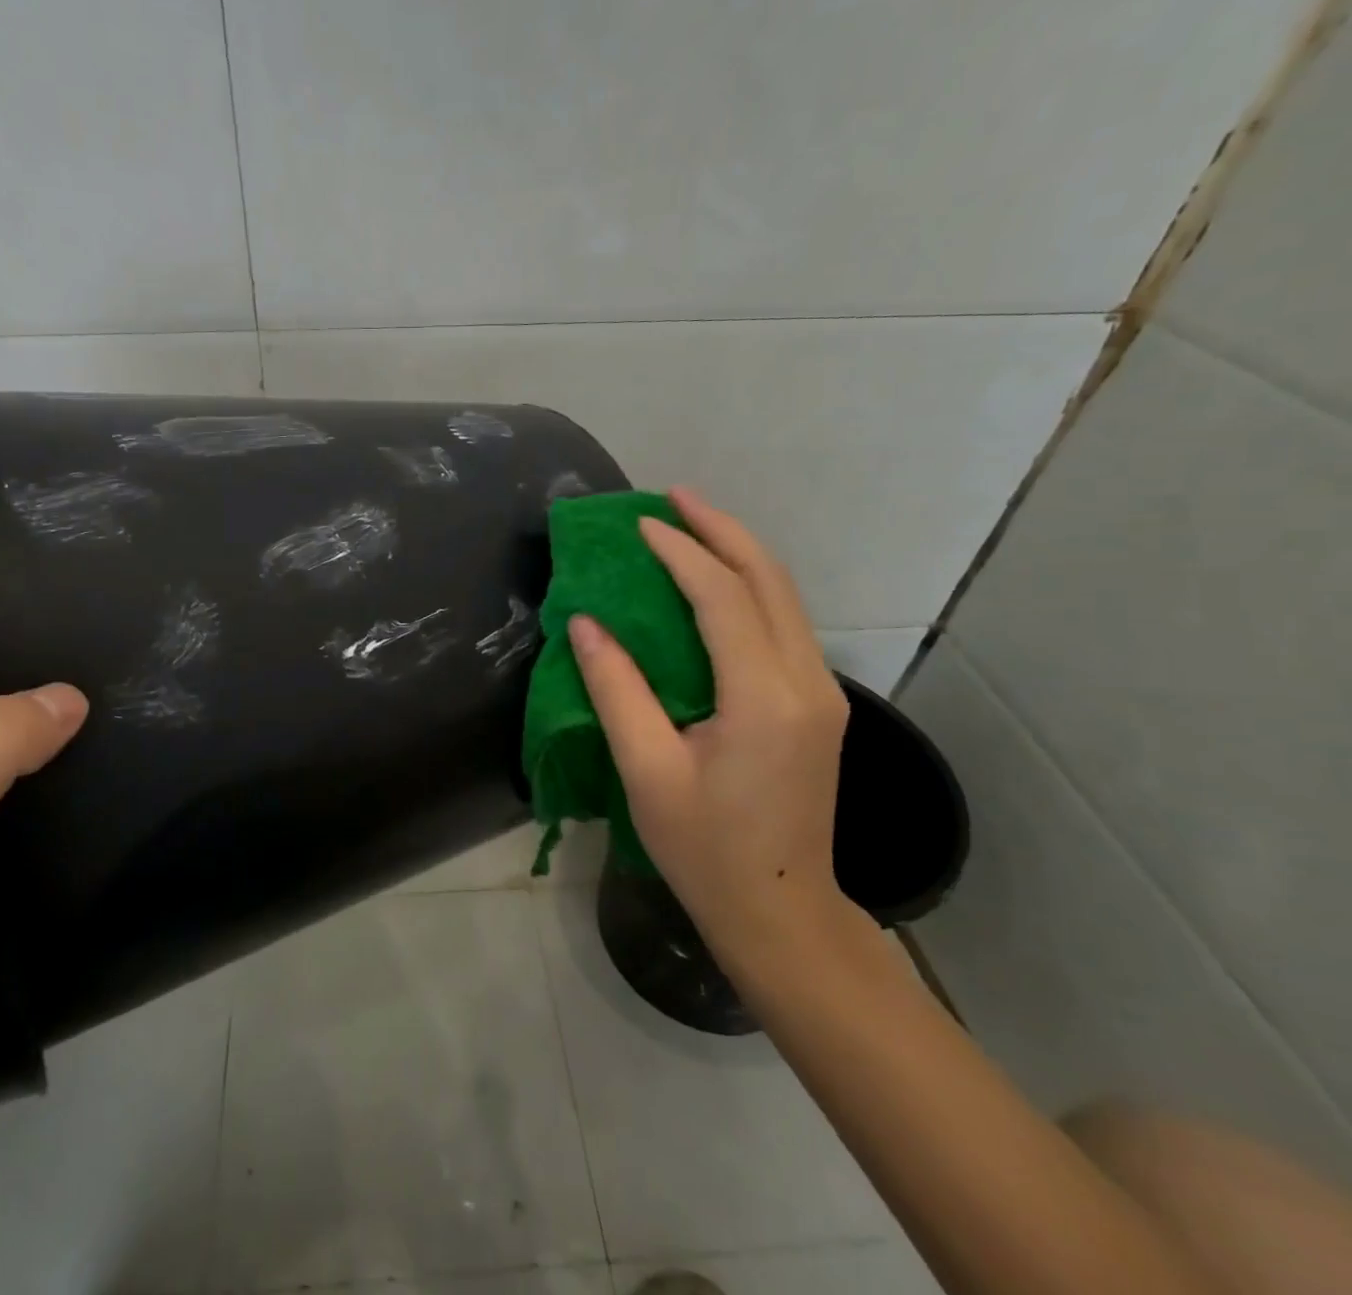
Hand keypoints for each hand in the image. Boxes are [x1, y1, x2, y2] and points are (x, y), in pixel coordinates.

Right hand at [568, 488, 854, 966]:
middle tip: (673, 496)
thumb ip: (616, 689)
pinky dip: (748, 586)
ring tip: (690, 524)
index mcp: (764, 697)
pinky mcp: (817, 702)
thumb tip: (586, 622)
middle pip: (768, 579)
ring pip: (784, 596)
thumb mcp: (647, 771)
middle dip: (720, 529)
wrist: (781, 910)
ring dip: (737, 552)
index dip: (679, 552)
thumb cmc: (705, 849)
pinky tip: (715, 580)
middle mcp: (806, 681)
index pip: (722, 597)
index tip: (637, 523)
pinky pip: (784, 621)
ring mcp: (821, 691)